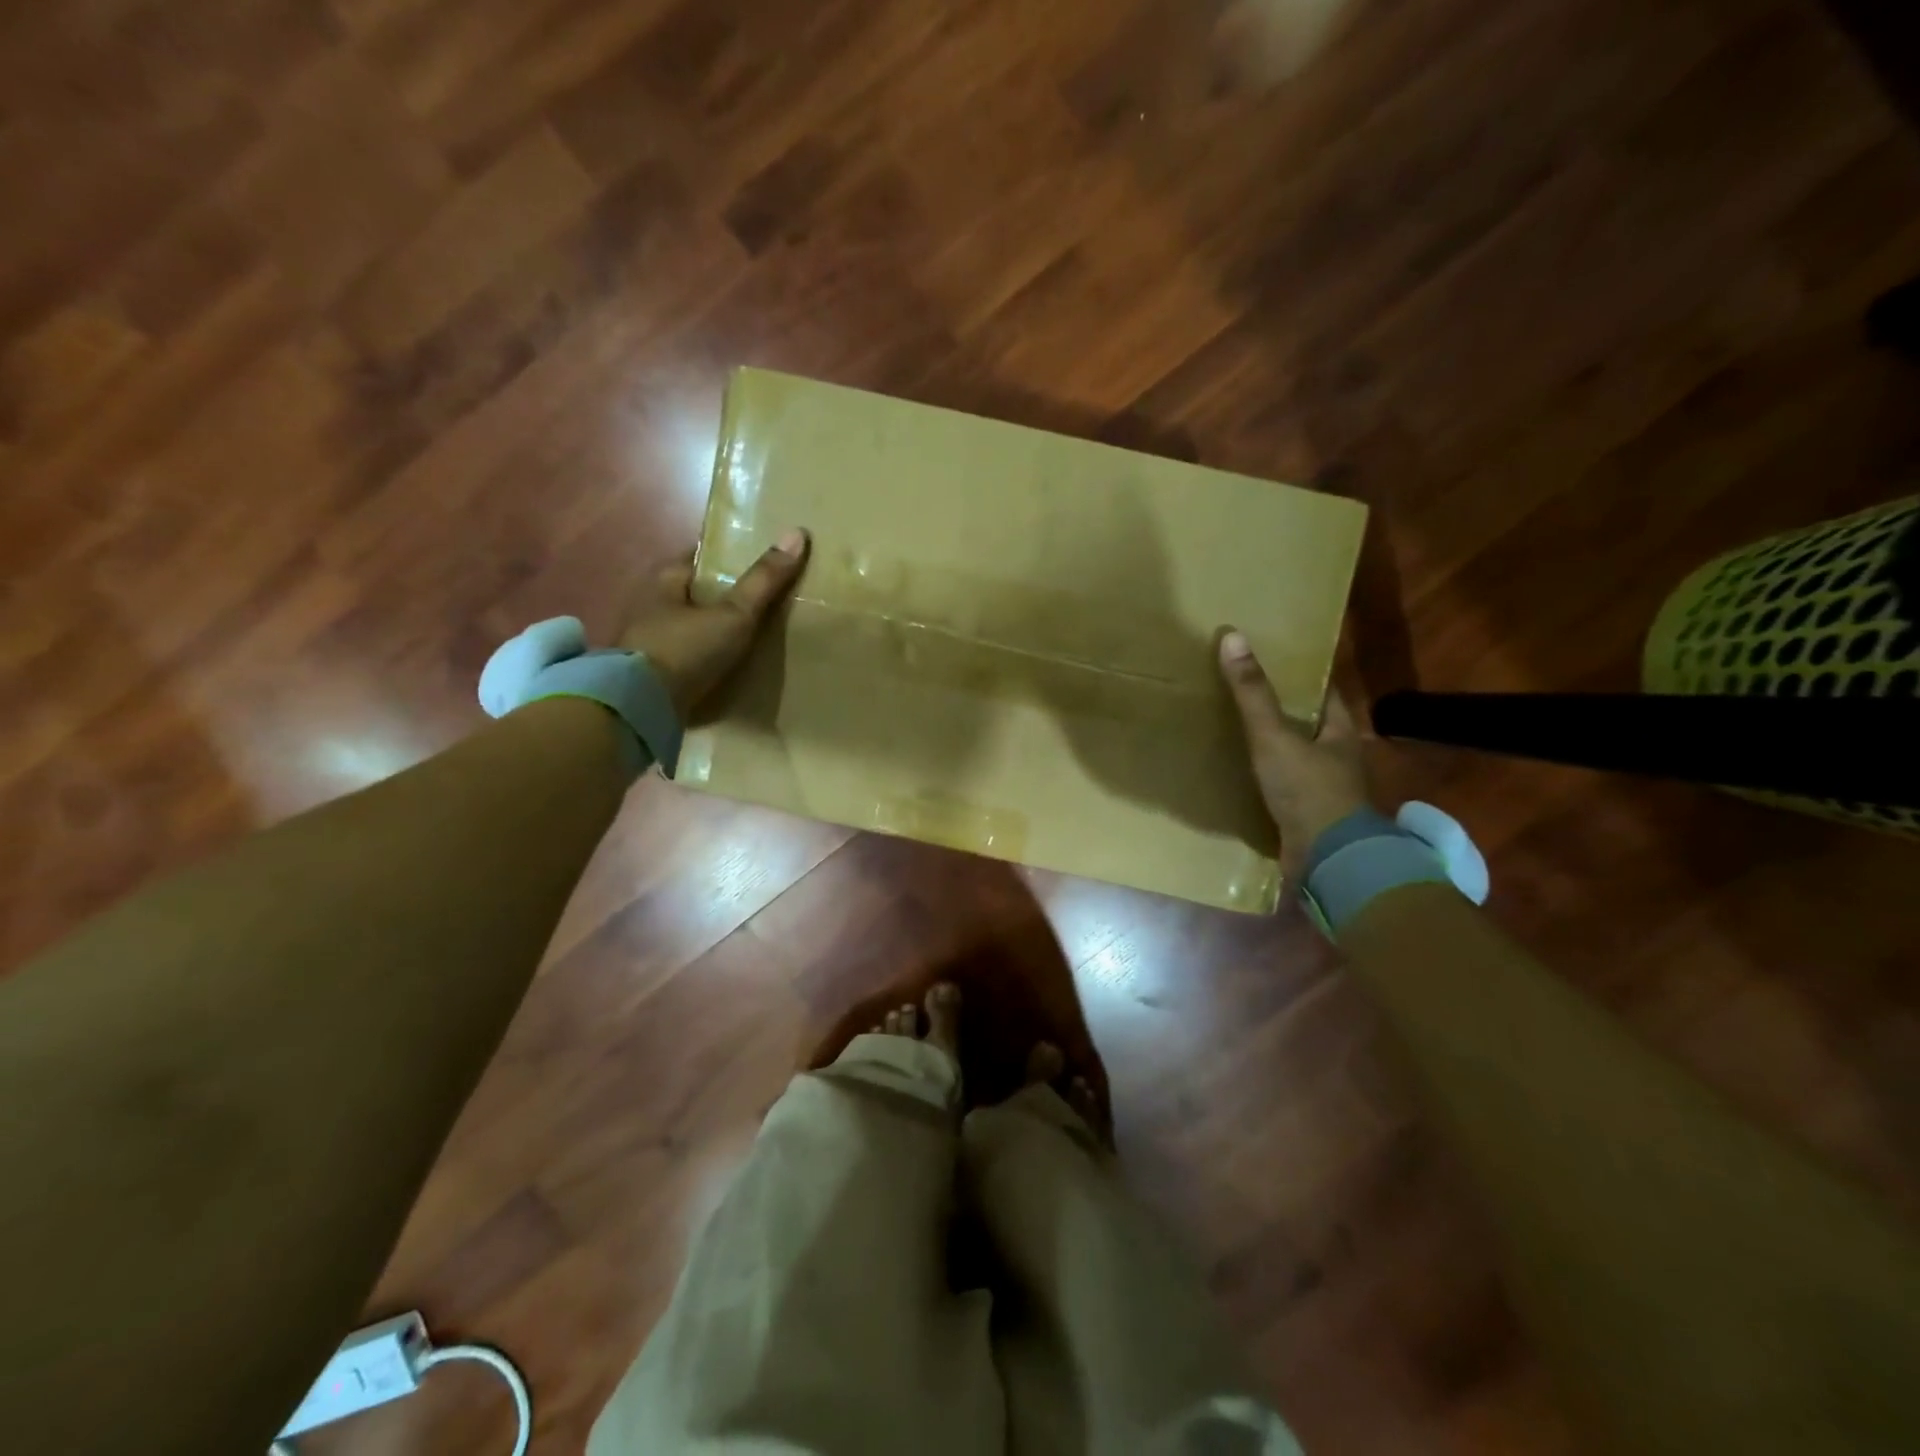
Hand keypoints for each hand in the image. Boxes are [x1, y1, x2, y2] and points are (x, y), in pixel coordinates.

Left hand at [619, 529, 809, 716]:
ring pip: (690, 627)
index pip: (700, 559)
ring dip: (714, 631)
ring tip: (753, 638)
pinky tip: (729, 667)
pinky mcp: (652, 673)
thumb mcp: (733, 614)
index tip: (758, 565)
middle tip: (763, 604)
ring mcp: (648, 641)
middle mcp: (651, 605)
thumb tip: (797, 533)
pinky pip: (687, 658)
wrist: (641, 706)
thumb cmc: (686, 649)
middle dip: (723, 598)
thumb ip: (764, 581)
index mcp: (665, 580)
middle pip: (696, 594)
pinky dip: (706, 659)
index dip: (729, 559)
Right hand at [1218, 629, 1373, 884]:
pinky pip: (1283, 788)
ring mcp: (1324, 791)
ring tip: (1236, 730)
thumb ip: (1252, 693)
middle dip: (1284, 712)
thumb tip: (1232, 637)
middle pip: (1311, 726)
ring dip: (1274, 747)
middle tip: (1246, 693)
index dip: (1304, 678)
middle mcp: (1338, 759)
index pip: (1326, 694)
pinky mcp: (1307, 817)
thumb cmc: (1308, 790)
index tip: (1276, 662)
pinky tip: (1240, 774)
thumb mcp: (1274, 736)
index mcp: (1341, 733)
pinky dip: (1266, 779)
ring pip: (1296, 758)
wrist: (1327, 860)